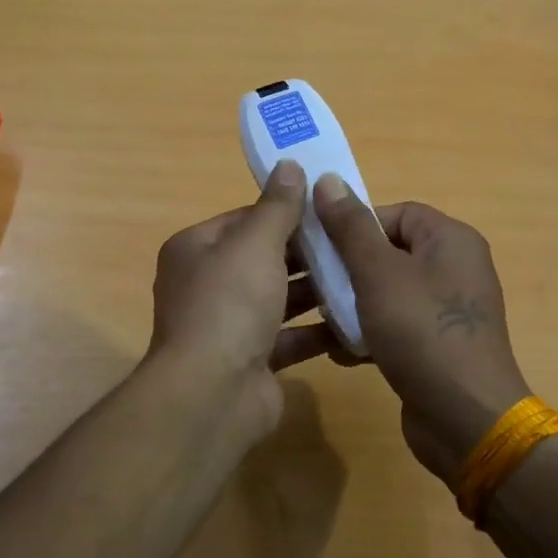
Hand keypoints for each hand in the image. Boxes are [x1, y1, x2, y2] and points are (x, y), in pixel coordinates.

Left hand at [146, 160, 332, 436]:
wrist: (213, 393)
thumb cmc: (229, 303)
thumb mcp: (255, 243)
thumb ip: (277, 206)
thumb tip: (290, 164)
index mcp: (196, 250)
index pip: (245, 219)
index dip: (285, 212)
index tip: (328, 209)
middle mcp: (207, 285)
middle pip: (263, 259)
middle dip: (306, 252)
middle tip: (353, 242)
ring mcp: (228, 326)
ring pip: (278, 299)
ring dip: (316, 290)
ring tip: (361, 275)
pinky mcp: (252, 361)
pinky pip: (289, 338)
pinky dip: (317, 330)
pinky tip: (355, 319)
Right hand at [308, 176, 529, 485]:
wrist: (466, 420)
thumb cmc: (422, 332)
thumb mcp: (378, 274)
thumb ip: (350, 227)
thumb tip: (328, 180)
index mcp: (450, 240)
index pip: (395, 213)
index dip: (354, 225)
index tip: (321, 247)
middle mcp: (454, 268)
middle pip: (388, 252)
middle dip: (348, 268)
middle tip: (314, 284)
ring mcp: (448, 310)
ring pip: (387, 291)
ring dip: (353, 304)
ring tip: (323, 319)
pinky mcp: (437, 345)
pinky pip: (396, 325)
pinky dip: (369, 333)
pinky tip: (342, 352)